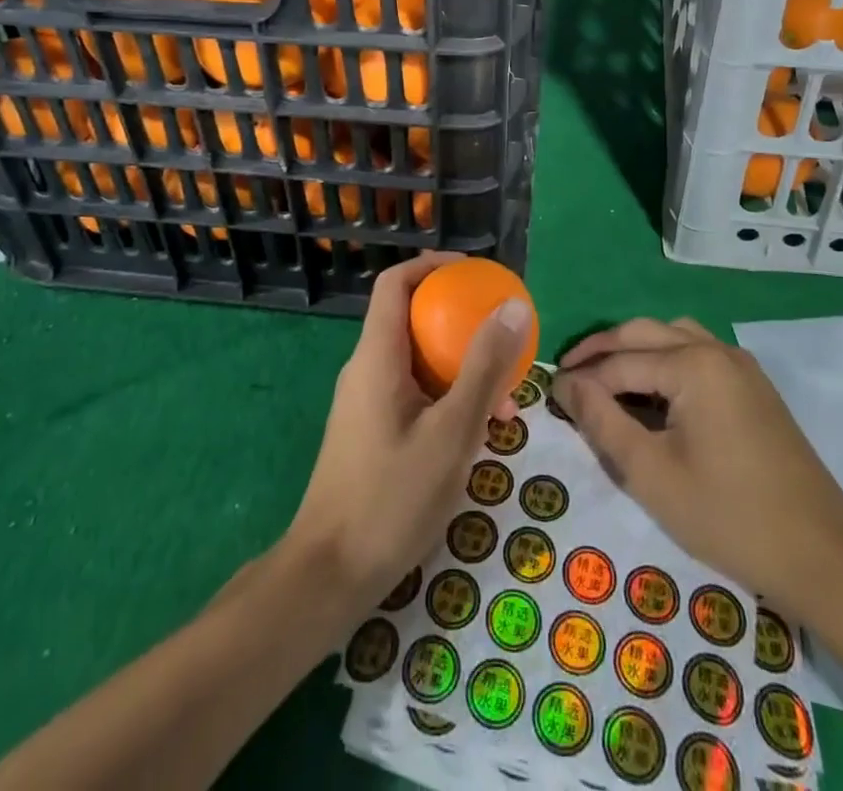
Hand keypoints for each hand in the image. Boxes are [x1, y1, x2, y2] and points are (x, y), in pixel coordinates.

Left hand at [286, 253, 531, 616]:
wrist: (330, 576)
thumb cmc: (392, 498)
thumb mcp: (453, 432)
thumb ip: (484, 368)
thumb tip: (512, 306)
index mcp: (377, 356)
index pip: (396, 282)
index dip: (434, 266)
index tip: (476, 273)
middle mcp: (367, 368)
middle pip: (412, 318)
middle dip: (460, 321)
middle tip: (504, 336)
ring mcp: (366, 401)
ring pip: (417, 360)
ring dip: (461, 367)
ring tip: (506, 401)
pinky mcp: (371, 430)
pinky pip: (413, 392)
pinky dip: (447, 396)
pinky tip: (478, 433)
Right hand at [552, 318, 842, 615]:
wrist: (824, 556)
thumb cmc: (729, 517)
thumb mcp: (652, 475)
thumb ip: (603, 422)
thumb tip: (565, 385)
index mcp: (692, 365)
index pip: (620, 362)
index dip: (581, 379)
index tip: (548, 392)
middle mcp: (716, 350)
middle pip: (643, 333)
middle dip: (602, 350)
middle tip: (567, 374)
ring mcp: (740, 365)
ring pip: (672, 336)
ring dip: (634, 349)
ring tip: (605, 378)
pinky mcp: (753, 386)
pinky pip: (697, 353)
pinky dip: (664, 360)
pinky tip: (652, 391)